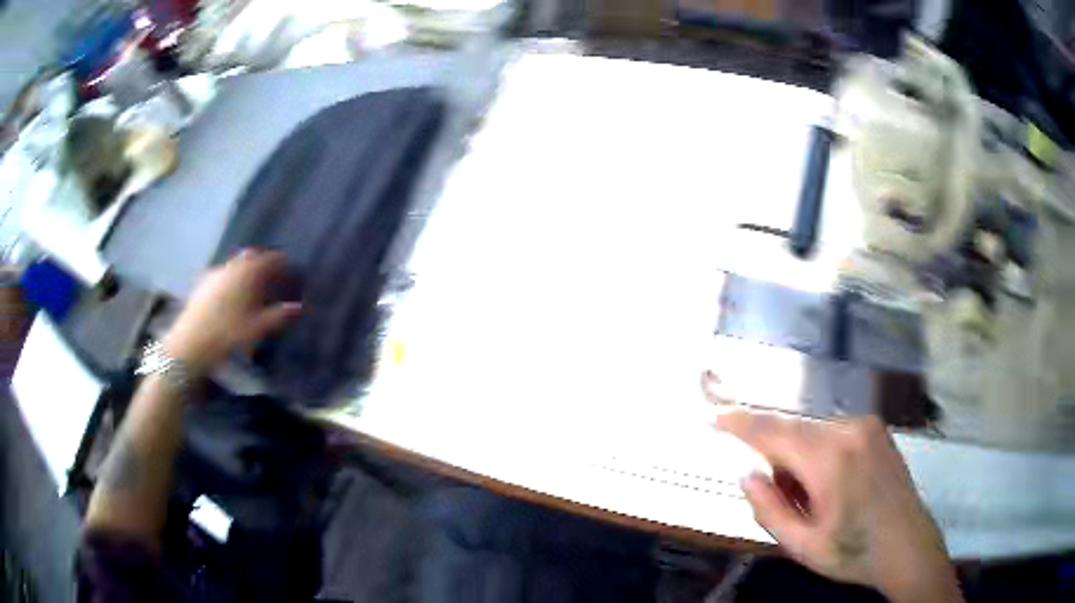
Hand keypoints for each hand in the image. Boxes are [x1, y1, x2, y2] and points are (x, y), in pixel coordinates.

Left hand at [163, 249, 301, 373]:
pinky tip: (231, 297)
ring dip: (246, 272)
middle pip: (252, 257)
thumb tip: (299, 307)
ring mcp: (214, 274)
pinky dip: (231, 281)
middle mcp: (231, 266)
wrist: (191, 345)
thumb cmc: (228, 334)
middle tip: (272, 279)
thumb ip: (279, 315)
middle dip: (263, 264)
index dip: (283, 264)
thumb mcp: (258, 328)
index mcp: (248, 271)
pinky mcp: (202, 285)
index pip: (271, 259)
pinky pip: (222, 276)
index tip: (292, 273)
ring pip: (235, 266)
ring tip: (252, 289)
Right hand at [715, 410, 961, 602]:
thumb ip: (769, 510)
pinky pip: (833, 432)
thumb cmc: (854, 552)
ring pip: (813, 432)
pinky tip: (834, 485)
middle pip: (794, 432)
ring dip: (800, 458)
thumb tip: (748, 474)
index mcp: (830, 459)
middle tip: (785, 499)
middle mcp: (849, 430)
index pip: (775, 432)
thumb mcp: (803, 545)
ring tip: (815, 499)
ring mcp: (866, 425)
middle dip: (778, 459)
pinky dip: (820, 452)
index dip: (742, 423)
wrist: (907, 545)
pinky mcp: (876, 428)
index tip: (716, 418)